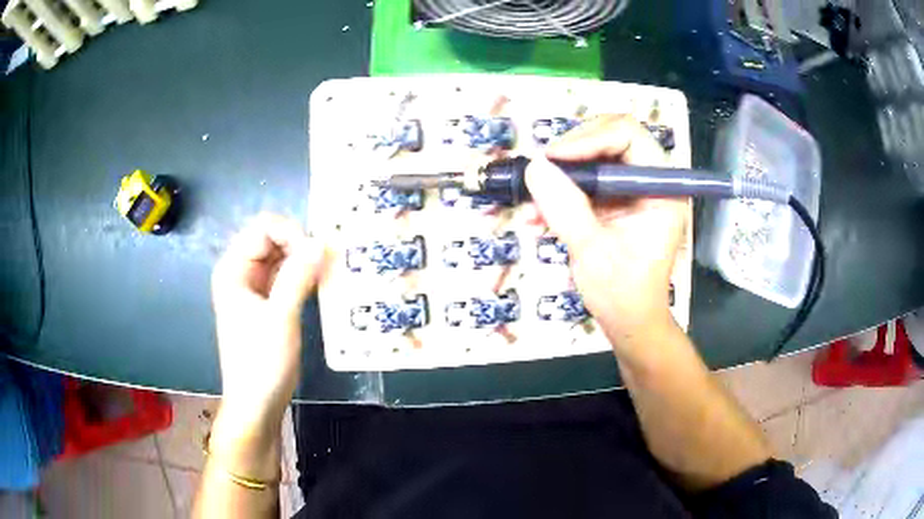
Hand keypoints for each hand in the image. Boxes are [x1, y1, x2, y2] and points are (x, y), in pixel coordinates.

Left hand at [211, 213, 325, 425]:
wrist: (256, 404)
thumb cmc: (261, 362)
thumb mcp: (280, 318)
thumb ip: (298, 276)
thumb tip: (322, 241)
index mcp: (233, 269)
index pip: (263, 228)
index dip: (291, 232)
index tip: (316, 253)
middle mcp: (241, 272)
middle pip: (271, 239)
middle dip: (300, 243)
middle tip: (328, 261)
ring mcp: (253, 288)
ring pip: (281, 257)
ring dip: (304, 259)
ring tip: (329, 269)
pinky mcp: (266, 303)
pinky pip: (285, 276)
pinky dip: (303, 275)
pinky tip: (321, 282)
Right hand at [525, 115, 687, 352]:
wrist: (629, 323)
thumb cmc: (622, 294)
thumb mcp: (592, 252)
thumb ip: (565, 208)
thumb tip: (535, 167)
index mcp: (661, 188)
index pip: (628, 135)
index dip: (588, 138)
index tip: (554, 160)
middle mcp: (649, 181)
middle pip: (608, 137)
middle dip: (570, 153)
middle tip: (541, 173)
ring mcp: (631, 190)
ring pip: (591, 158)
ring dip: (559, 176)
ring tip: (532, 202)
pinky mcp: (614, 201)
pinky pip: (583, 181)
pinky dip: (559, 193)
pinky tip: (536, 215)